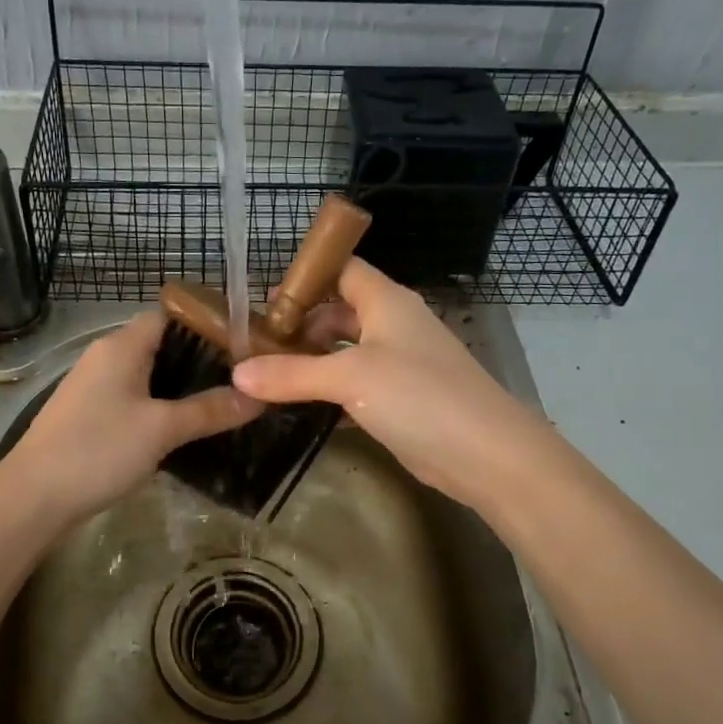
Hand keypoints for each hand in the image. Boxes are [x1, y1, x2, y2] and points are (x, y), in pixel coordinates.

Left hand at [0, 310, 261, 524]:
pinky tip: (183, 427)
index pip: (171, 314)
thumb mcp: (162, 429)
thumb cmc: (98, 450)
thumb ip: (210, 410)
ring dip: (182, 384)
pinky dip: (161, 404)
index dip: (208, 322)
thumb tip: (259, 396)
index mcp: (123, 345)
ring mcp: (95, 385)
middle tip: (243, 377)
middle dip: (202, 358)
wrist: (33, 497)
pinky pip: (135, 396)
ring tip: (223, 400)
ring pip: (148, 372)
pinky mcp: (89, 412)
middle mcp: (107, 355)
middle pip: (162, 343)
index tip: (245, 342)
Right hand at [231, 259, 548, 508]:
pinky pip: (354, 386)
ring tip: (266, 378)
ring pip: (344, 352)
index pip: (341, 270)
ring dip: (310, 362)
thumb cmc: (419, 396)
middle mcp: (392, 325)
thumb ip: (292, 374)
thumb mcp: (350, 377)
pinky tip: (297, 408)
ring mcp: (398, 364)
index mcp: (386, 301)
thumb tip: (237, 373)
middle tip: (256, 348)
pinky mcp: (399, 401)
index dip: (305, 278)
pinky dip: (327, 392)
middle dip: (300, 326)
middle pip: (338, 312)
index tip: (263, 301)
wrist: (485, 453)